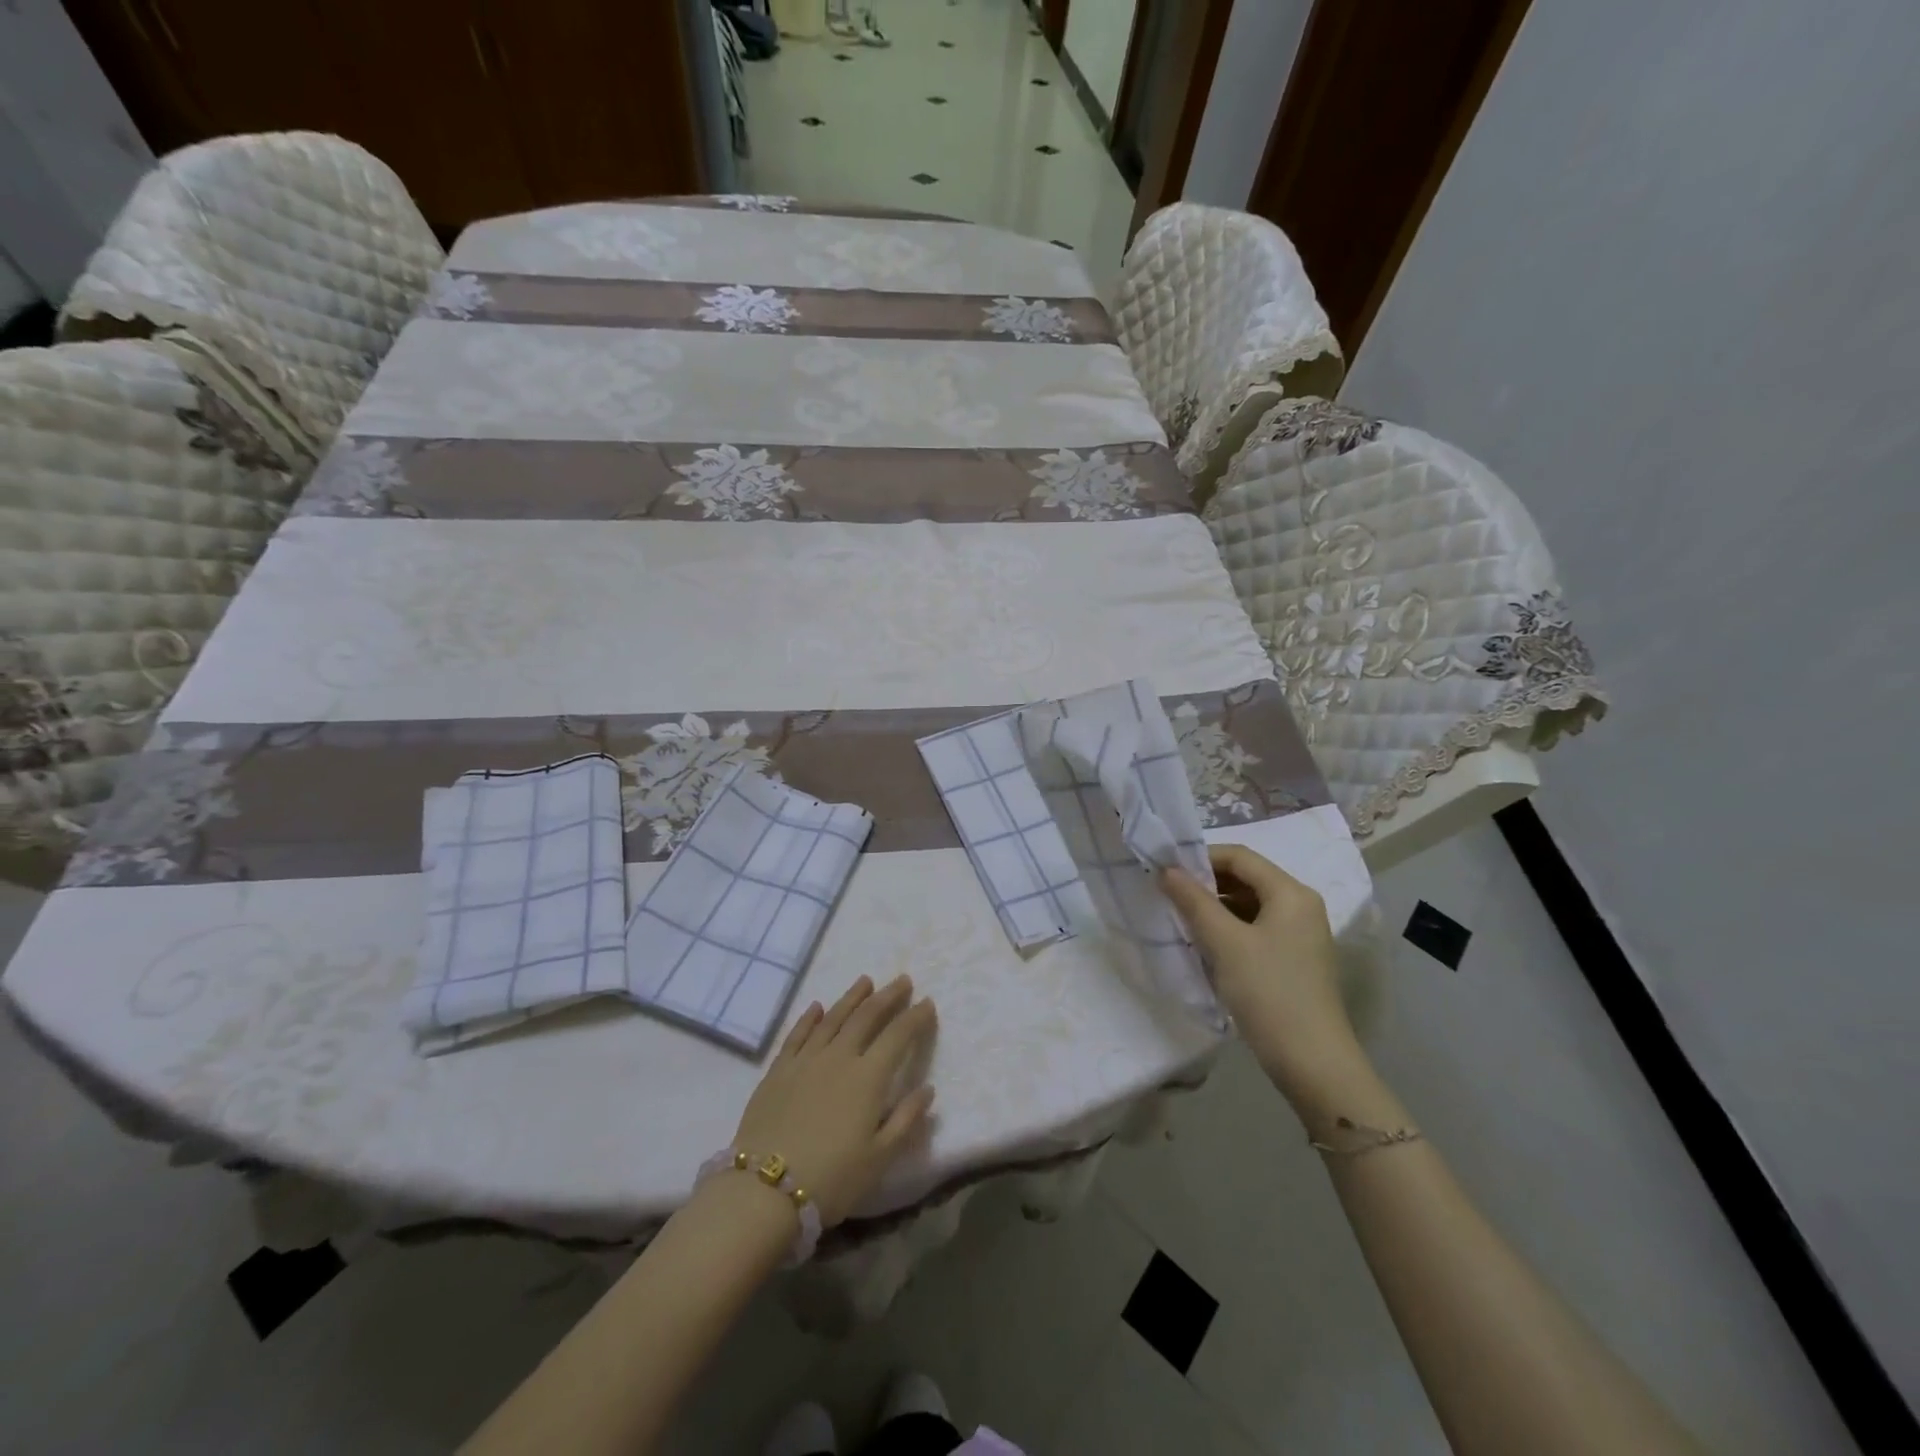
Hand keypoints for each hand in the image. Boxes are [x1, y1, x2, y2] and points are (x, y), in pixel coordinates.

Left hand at [731, 974, 937, 1227]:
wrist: (763, 1191)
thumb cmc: (830, 1179)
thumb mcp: (879, 1159)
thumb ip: (906, 1120)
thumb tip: (928, 1089)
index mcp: (868, 1078)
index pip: (898, 1036)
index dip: (915, 1017)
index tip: (927, 1002)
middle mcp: (838, 1057)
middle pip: (866, 1017)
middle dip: (887, 996)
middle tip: (902, 980)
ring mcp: (805, 1060)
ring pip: (833, 1018)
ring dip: (852, 997)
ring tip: (865, 981)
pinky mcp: (778, 1070)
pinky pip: (797, 1034)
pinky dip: (809, 1017)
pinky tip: (817, 1007)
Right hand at [1162, 845, 1367, 1110]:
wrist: (1313, 1063)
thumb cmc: (1269, 992)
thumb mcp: (1224, 943)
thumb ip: (1193, 901)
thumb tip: (1166, 870)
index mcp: (1291, 893)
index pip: (1240, 856)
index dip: (1200, 857)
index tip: (1165, 870)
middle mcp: (1301, 906)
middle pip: (1246, 878)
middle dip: (1206, 882)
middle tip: (1168, 894)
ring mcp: (1300, 935)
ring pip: (1249, 905)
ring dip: (1215, 907)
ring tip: (1181, 919)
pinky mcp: (1294, 960)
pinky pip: (1256, 929)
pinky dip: (1229, 929)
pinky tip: (1205, 945)